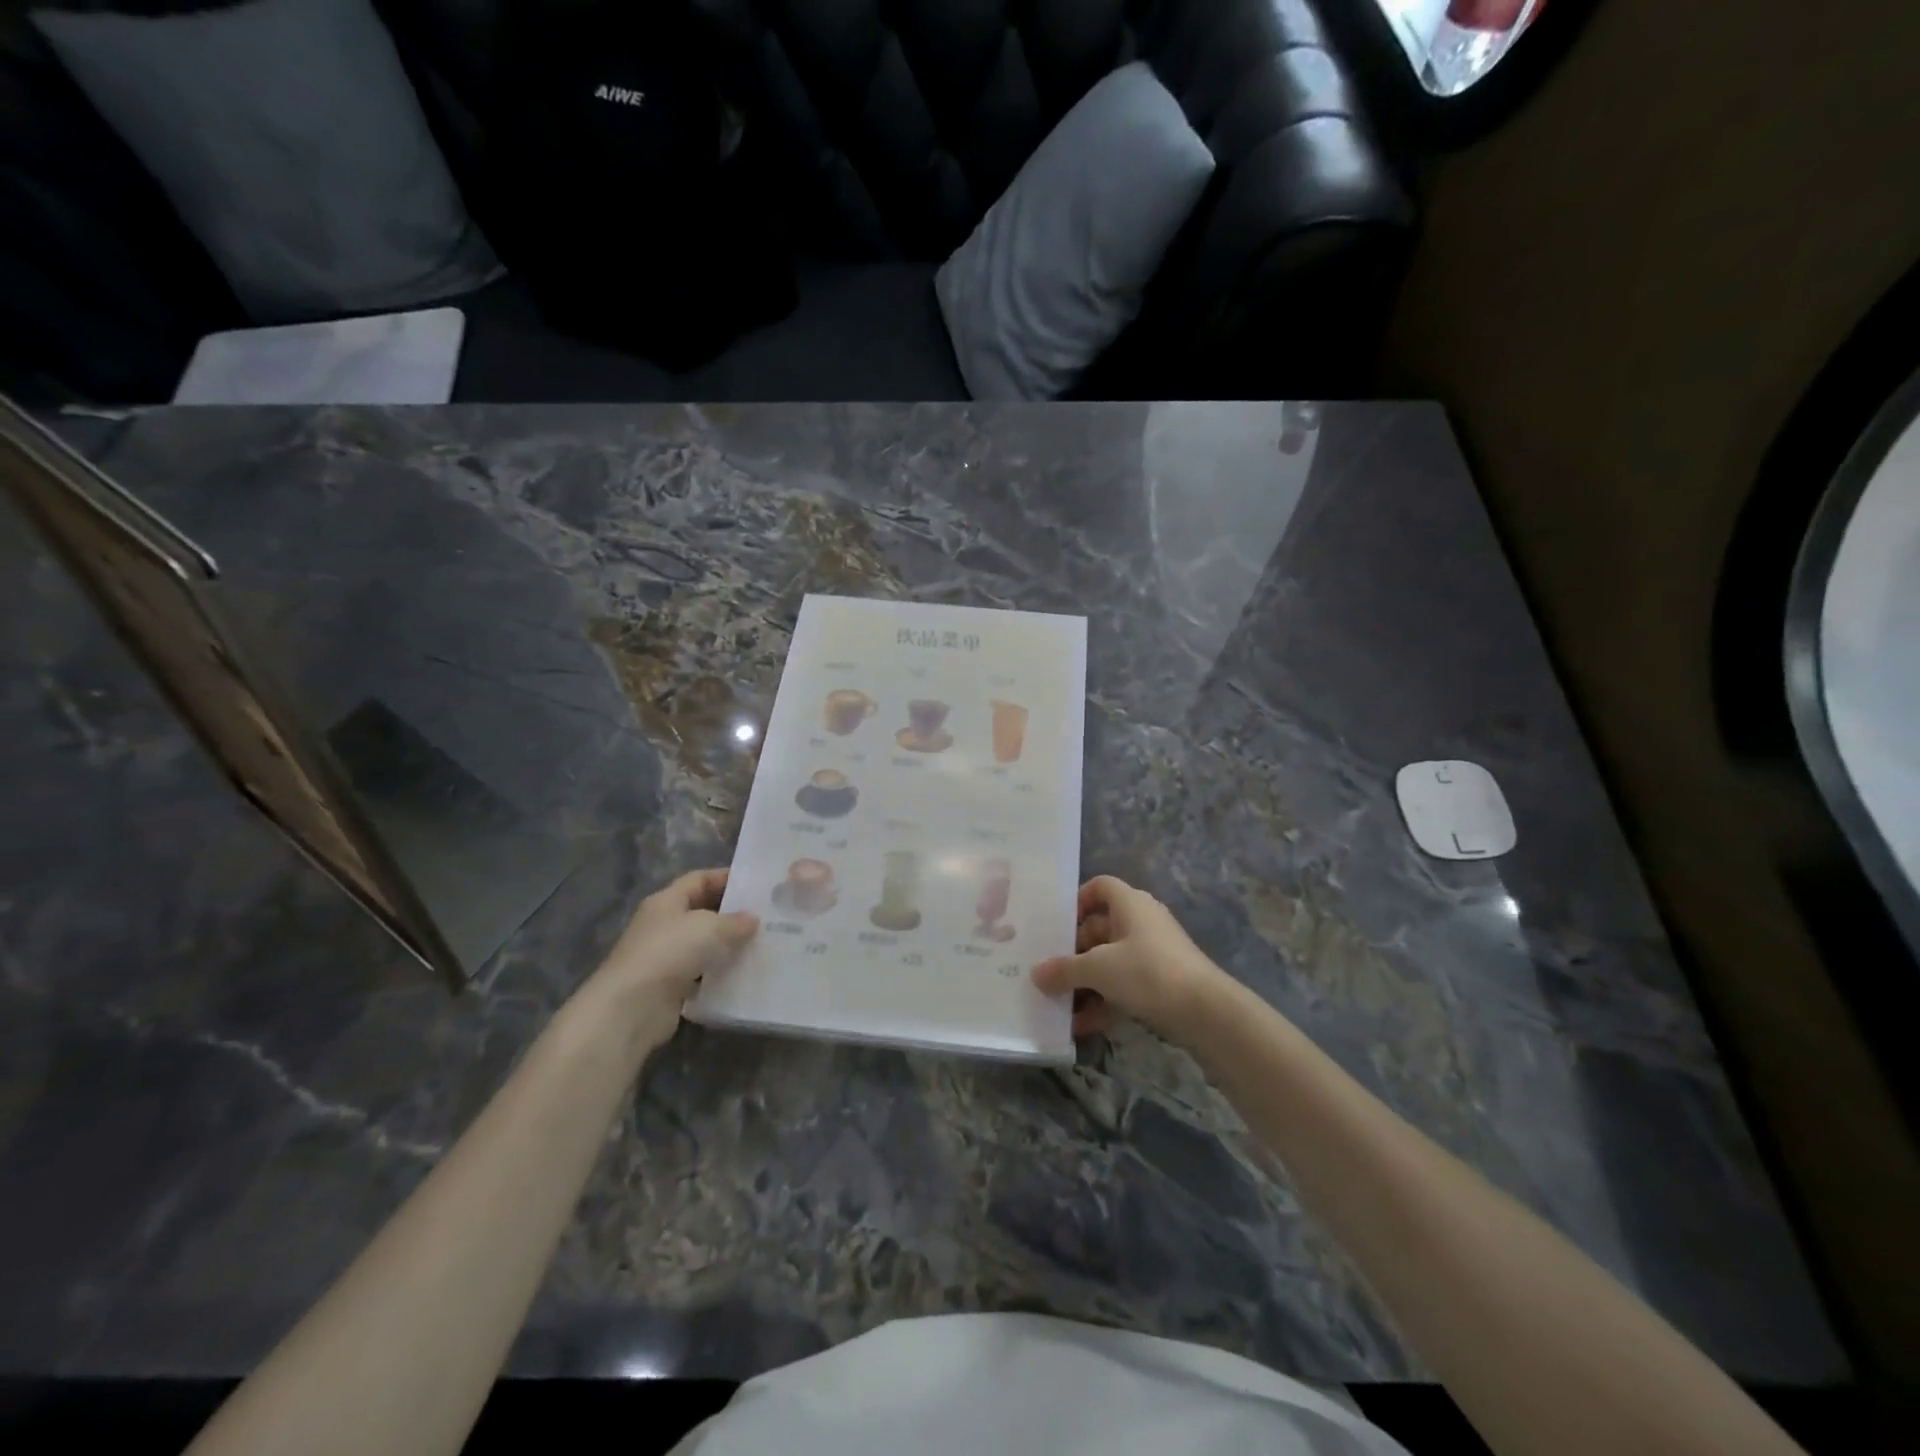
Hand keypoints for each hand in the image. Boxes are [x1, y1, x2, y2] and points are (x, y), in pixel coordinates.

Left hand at [585, 868, 758, 1042]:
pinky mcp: (669, 987)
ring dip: (727, 945)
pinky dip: (720, 974)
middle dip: (731, 913)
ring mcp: (664, 957)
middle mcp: (663, 925)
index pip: (698, 879)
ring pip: (703, 945)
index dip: (725, 877)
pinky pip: (701, 974)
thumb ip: (735, 921)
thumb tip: (753, 919)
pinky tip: (744, 974)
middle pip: (701, 911)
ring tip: (761, 944)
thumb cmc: (669, 952)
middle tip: (765, 915)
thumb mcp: (709, 928)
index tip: (756, 884)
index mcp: (666, 901)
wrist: (632, 1008)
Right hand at [1032, 876, 1231, 1041]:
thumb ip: (1064, 970)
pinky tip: (1081, 1027)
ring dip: (1085, 982)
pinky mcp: (1161, 983)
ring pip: (1110, 962)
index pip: (1100, 886)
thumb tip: (1036, 974)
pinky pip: (1124, 986)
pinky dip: (1104, 1002)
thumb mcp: (1098, 969)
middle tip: (1049, 972)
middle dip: (1073, 952)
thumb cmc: (1147, 972)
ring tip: (1058, 1004)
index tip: (1057, 925)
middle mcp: (1142, 922)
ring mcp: (1153, 954)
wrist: (1206, 1012)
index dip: (1077, 901)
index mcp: (1130, 904)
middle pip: (1099, 929)